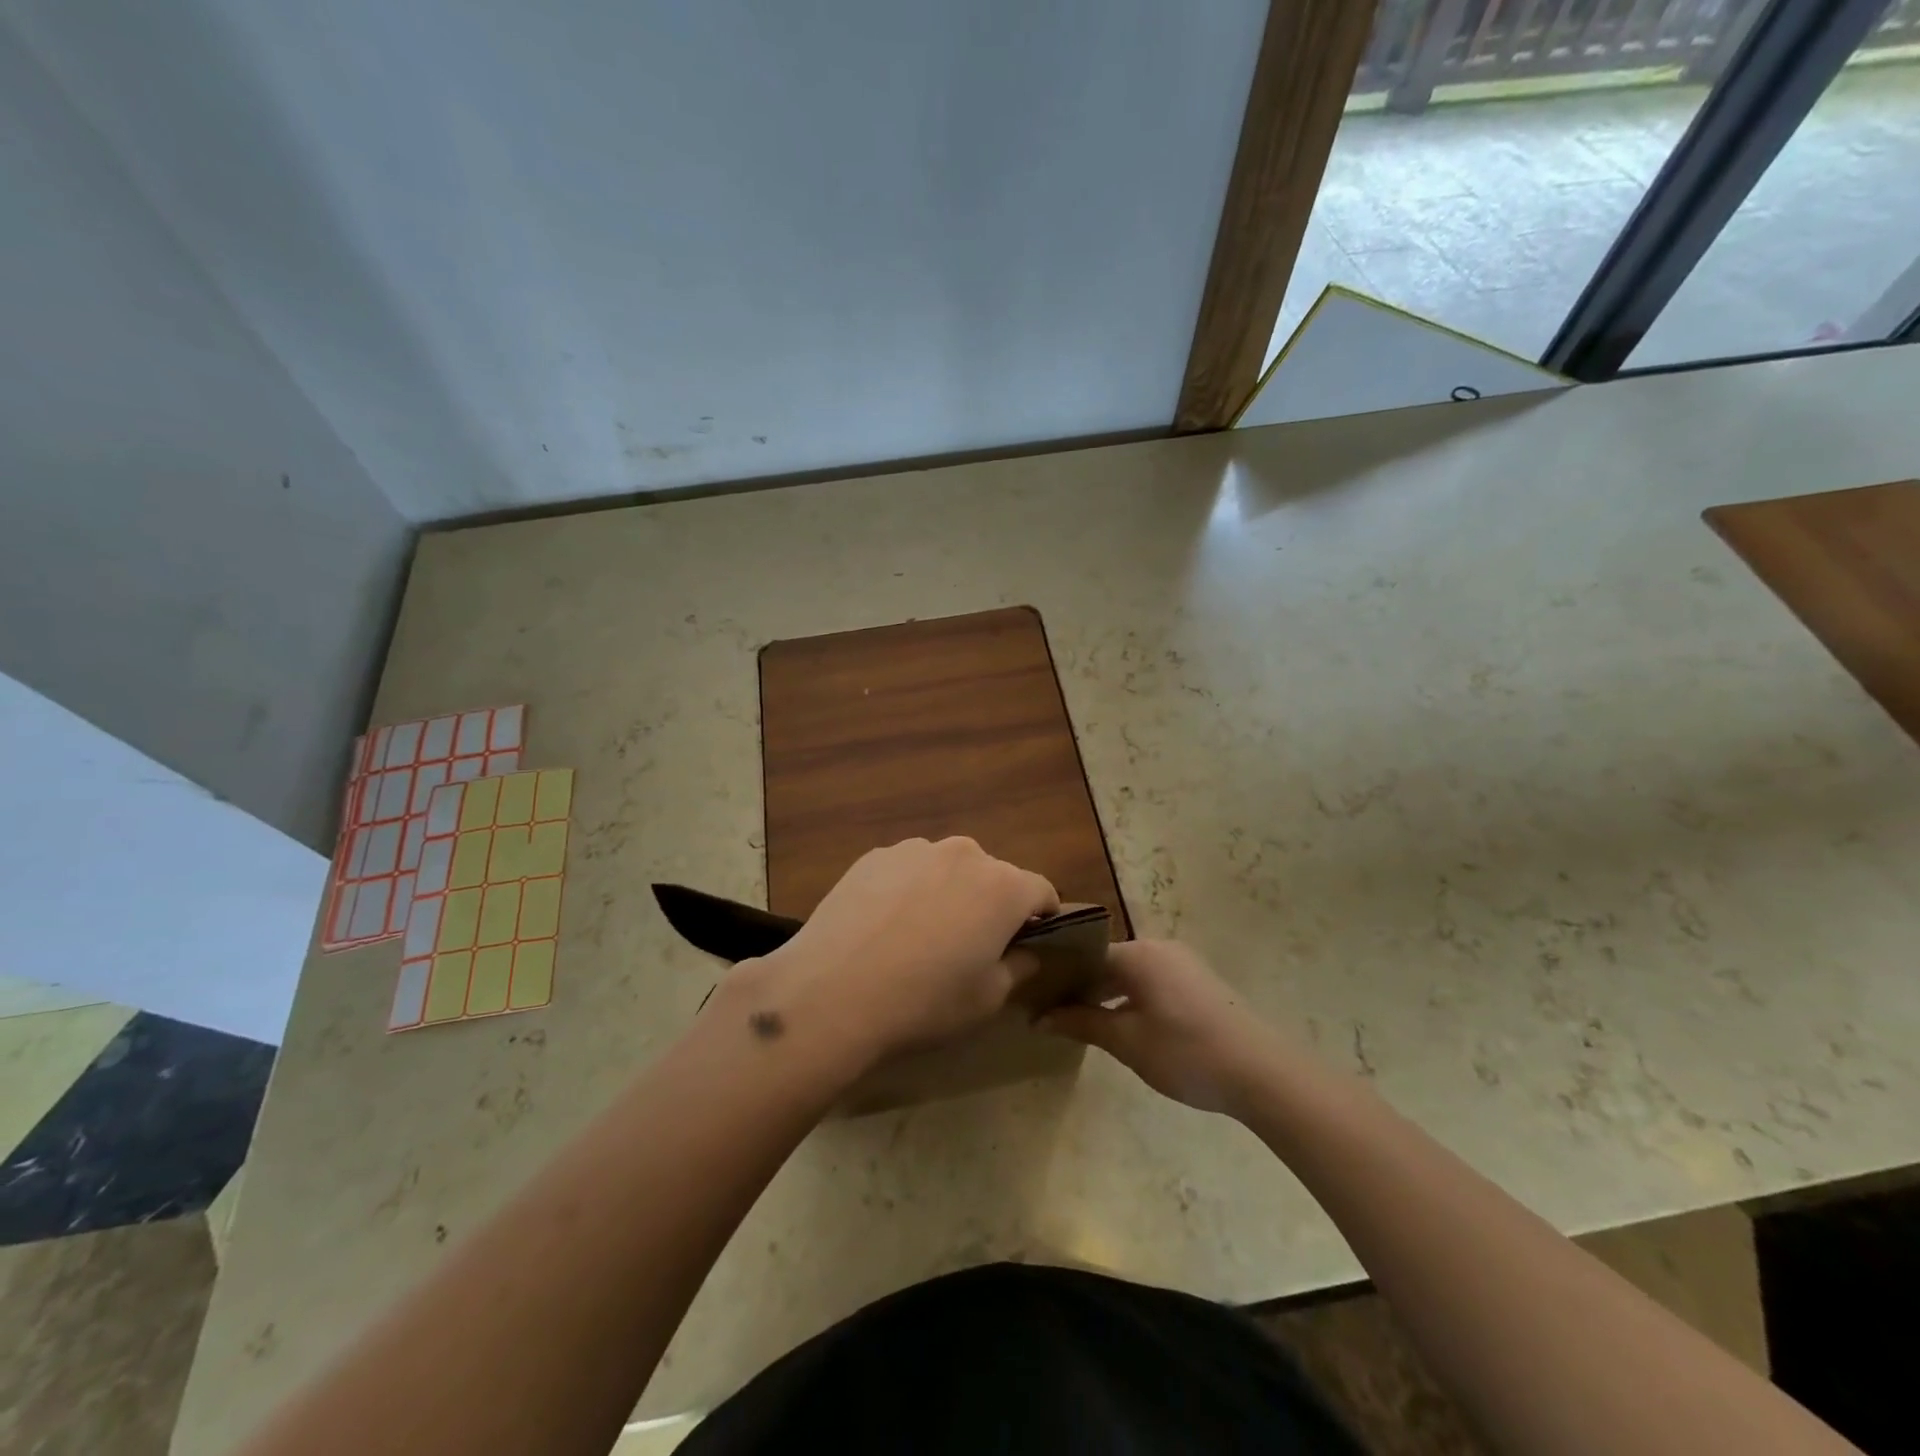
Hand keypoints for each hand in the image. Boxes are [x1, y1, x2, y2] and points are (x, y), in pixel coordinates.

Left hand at [724, 838, 1058, 1076]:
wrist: (833, 991)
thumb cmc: (924, 1001)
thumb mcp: (987, 999)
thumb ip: (1018, 968)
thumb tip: (1025, 953)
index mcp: (1003, 886)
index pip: (1042, 891)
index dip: (1041, 918)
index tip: (1027, 944)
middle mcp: (964, 854)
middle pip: (993, 876)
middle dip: (990, 904)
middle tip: (967, 946)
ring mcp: (915, 850)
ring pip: (947, 869)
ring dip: (947, 893)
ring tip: (918, 936)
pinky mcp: (874, 856)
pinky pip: (907, 870)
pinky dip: (907, 890)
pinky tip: (883, 927)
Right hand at [1039, 941, 1287, 1116]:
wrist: (1262, 1072)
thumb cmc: (1186, 1052)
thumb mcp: (1127, 1041)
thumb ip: (1082, 1023)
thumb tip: (1040, 1017)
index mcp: (1137, 953)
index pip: (1084, 956)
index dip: (1059, 978)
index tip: (1036, 1000)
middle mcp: (1158, 947)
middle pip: (1107, 961)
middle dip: (1081, 986)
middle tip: (1053, 1013)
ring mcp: (1182, 962)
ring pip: (1130, 972)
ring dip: (1107, 993)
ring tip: (1083, 1021)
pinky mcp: (1198, 981)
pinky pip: (1152, 980)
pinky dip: (1131, 997)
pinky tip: (1124, 1024)